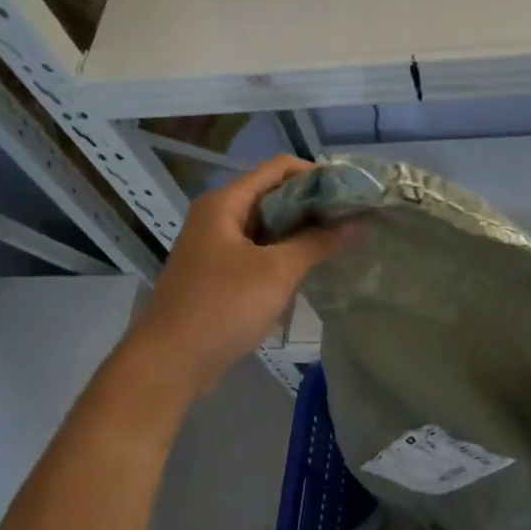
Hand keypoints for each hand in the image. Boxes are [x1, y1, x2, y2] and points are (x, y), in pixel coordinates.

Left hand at [124, 156, 350, 396]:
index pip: (278, 169)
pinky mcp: (220, 275)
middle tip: (352, 218)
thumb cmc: (223, 306)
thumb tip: (357, 223)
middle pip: (273, 196)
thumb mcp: (277, 271)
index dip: (317, 174)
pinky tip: (312, 267)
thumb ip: (318, 243)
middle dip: (313, 205)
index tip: (351, 192)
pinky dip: (284, 255)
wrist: (173, 360)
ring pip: (267, 227)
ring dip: (301, 232)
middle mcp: (218, 217)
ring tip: (340, 240)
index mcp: (225, 203)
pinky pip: (259, 253)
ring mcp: (216, 247)